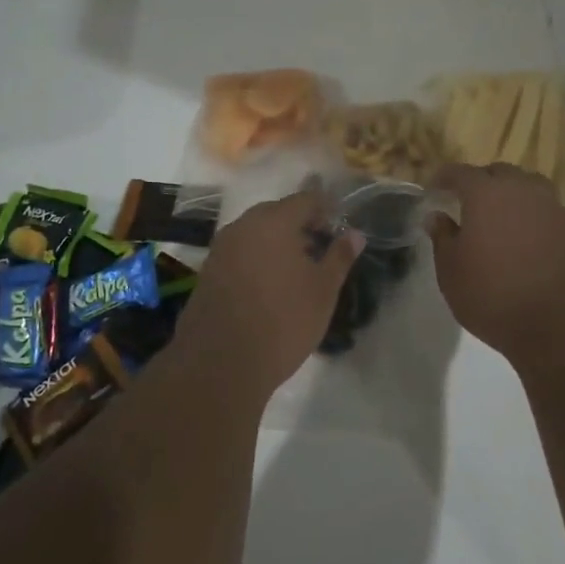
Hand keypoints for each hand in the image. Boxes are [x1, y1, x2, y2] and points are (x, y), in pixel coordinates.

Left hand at [173, 189, 364, 399]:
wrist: (221, 363)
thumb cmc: (283, 321)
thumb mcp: (323, 290)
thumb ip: (340, 257)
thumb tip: (356, 234)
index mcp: (274, 222)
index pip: (306, 200)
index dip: (326, 210)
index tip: (339, 230)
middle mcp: (243, 226)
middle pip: (277, 213)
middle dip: (300, 226)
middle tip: (320, 250)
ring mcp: (221, 248)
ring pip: (256, 233)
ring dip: (277, 243)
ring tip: (297, 271)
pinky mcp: (208, 271)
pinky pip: (240, 253)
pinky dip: (257, 259)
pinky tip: (270, 286)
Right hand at [429, 164, 564, 358]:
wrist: (561, 323)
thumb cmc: (494, 296)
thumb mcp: (452, 272)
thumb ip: (443, 238)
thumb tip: (437, 217)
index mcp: (486, 194)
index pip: (460, 172)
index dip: (444, 178)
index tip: (434, 188)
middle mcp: (523, 190)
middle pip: (500, 173)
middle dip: (481, 182)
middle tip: (468, 202)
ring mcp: (554, 207)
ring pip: (530, 188)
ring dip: (513, 196)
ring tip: (502, 217)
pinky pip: (549, 212)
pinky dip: (535, 217)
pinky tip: (530, 239)